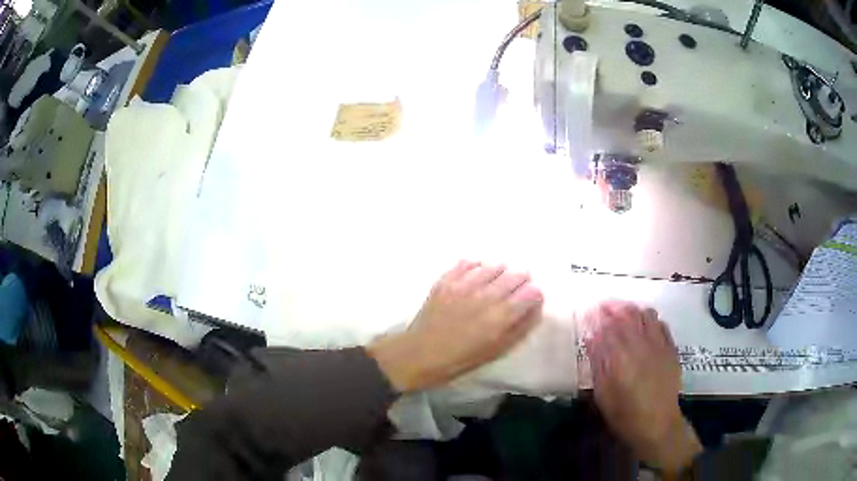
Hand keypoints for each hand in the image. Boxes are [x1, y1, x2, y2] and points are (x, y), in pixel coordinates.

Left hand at [368, 261, 543, 391]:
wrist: (420, 354)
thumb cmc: (461, 359)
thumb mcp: (497, 351)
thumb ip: (520, 328)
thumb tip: (536, 308)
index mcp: (500, 317)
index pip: (531, 292)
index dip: (534, 295)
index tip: (530, 300)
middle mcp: (485, 296)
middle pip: (515, 275)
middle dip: (521, 281)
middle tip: (516, 291)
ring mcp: (464, 285)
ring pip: (494, 266)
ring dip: (500, 273)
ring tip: (496, 284)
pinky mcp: (446, 280)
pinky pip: (468, 263)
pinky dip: (477, 267)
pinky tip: (476, 276)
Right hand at [583, 300, 701, 474]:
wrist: (658, 424)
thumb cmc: (625, 414)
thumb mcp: (603, 394)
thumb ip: (598, 363)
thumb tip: (591, 338)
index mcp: (621, 357)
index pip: (607, 326)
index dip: (597, 316)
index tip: (589, 311)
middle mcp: (641, 344)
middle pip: (628, 315)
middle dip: (614, 307)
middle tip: (603, 306)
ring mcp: (659, 344)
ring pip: (647, 315)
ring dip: (633, 309)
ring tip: (623, 311)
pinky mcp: (671, 348)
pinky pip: (661, 324)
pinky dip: (650, 318)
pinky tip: (645, 323)